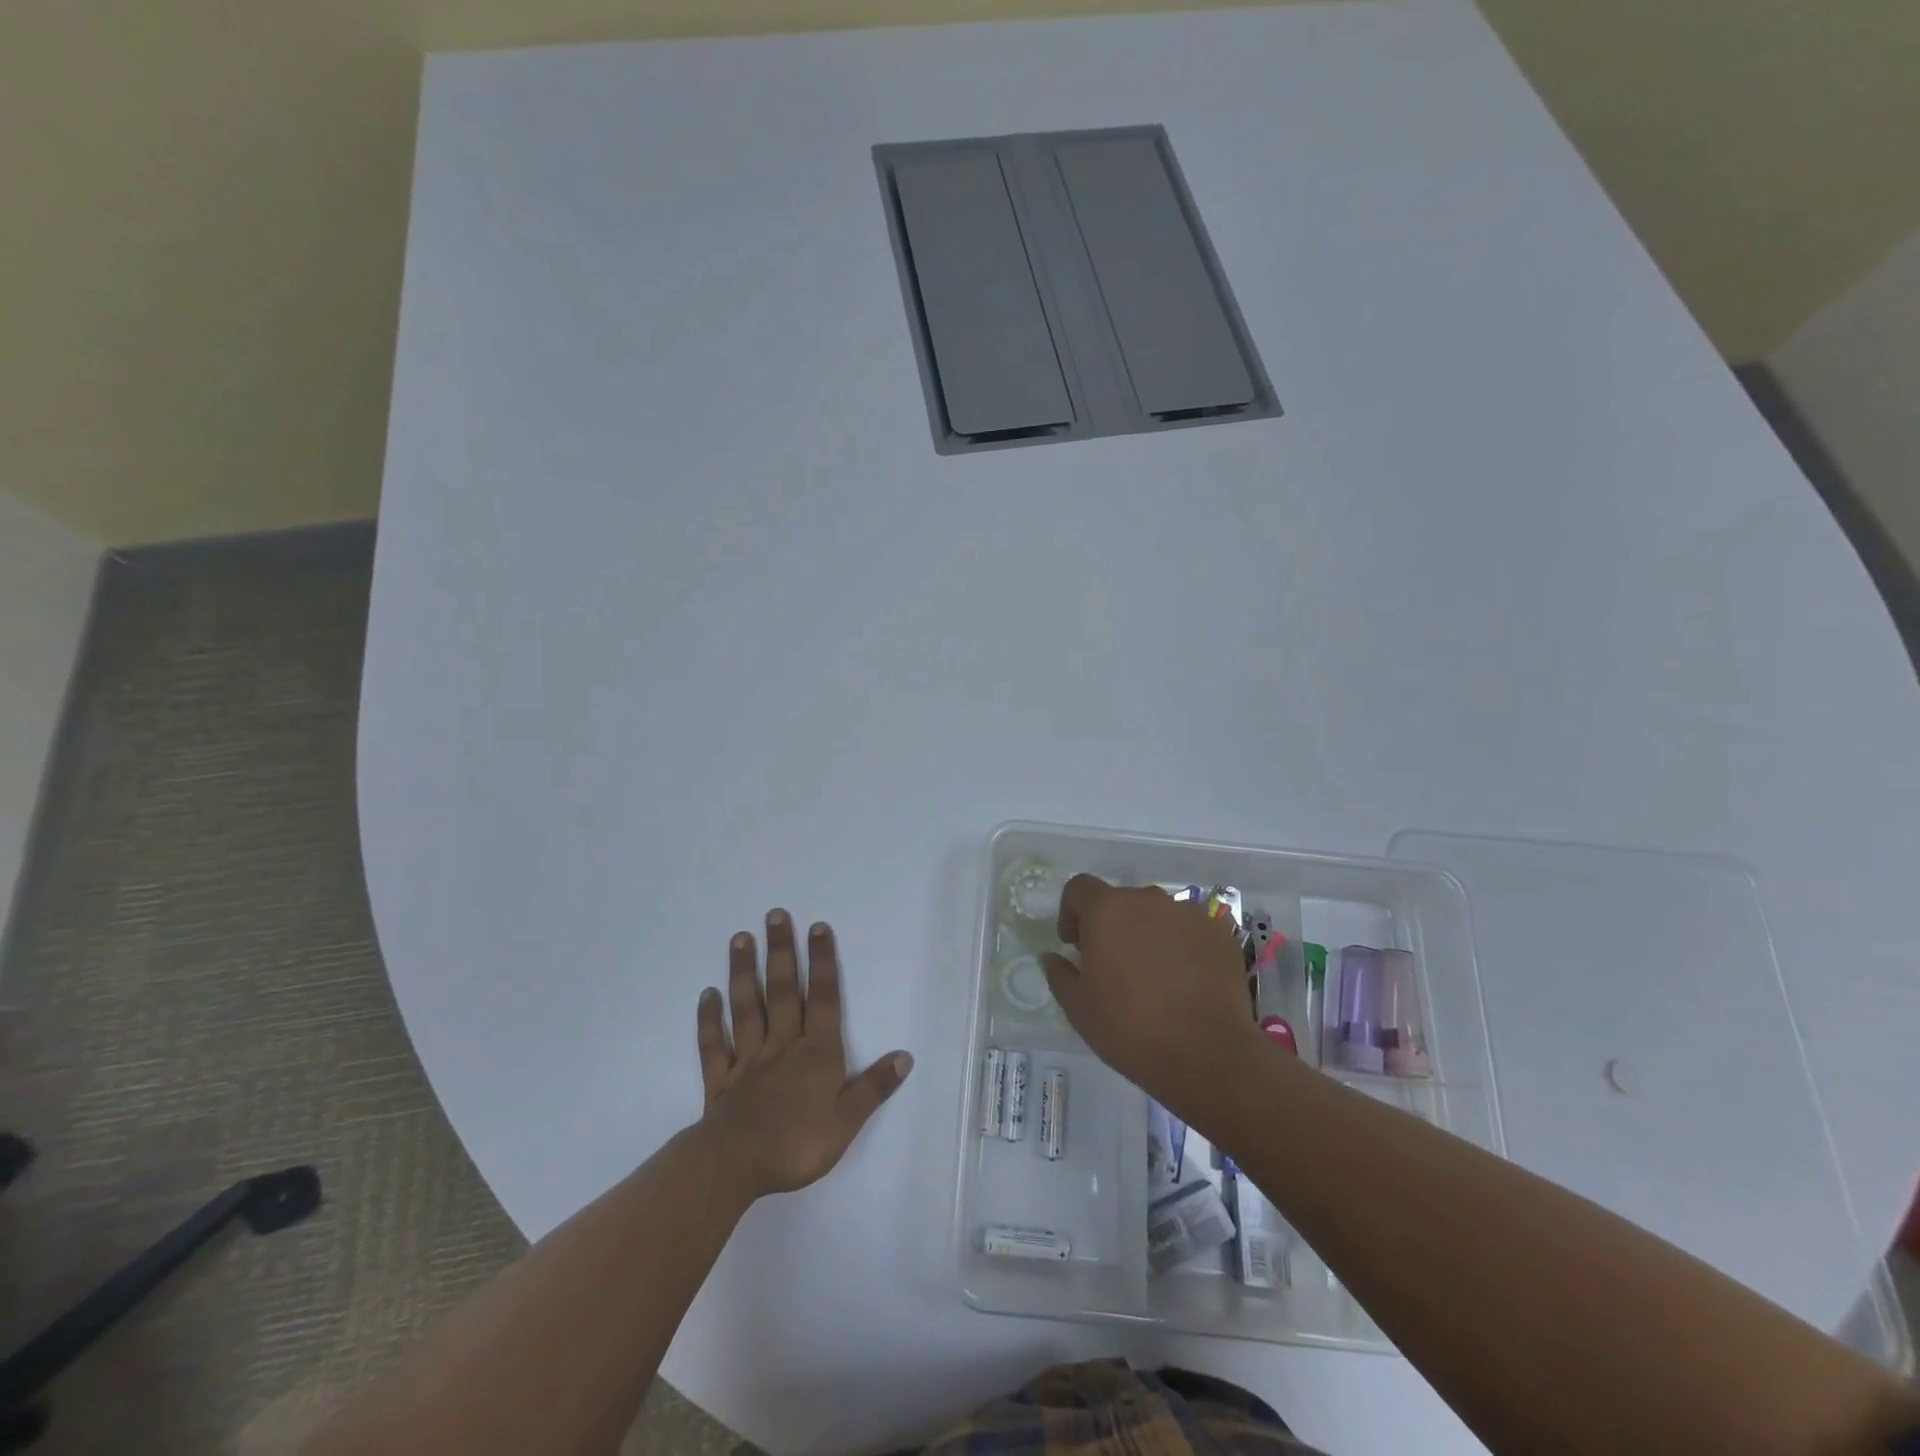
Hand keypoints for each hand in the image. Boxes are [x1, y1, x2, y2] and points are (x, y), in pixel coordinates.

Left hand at [696, 909, 912, 1198]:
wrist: (735, 1166)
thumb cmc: (797, 1144)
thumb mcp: (847, 1121)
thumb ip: (874, 1087)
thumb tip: (905, 1056)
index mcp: (815, 1052)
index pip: (823, 999)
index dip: (822, 962)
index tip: (818, 927)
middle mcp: (782, 1045)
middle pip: (783, 991)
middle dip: (781, 952)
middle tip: (774, 915)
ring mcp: (748, 1060)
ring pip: (747, 1008)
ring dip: (744, 972)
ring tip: (740, 938)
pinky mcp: (721, 1080)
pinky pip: (714, 1044)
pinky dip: (710, 1019)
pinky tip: (708, 994)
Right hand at [1041, 875, 1264, 1121]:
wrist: (1208, 1054)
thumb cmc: (1131, 1029)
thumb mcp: (1079, 1008)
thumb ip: (1060, 974)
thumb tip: (1052, 957)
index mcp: (1107, 910)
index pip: (1079, 888)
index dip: (1071, 912)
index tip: (1074, 945)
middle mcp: (1148, 900)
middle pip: (1120, 901)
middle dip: (1111, 925)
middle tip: (1112, 965)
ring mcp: (1188, 914)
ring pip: (1157, 915)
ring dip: (1147, 933)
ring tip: (1152, 975)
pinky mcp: (1220, 934)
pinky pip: (1189, 930)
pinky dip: (1181, 946)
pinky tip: (1185, 981)